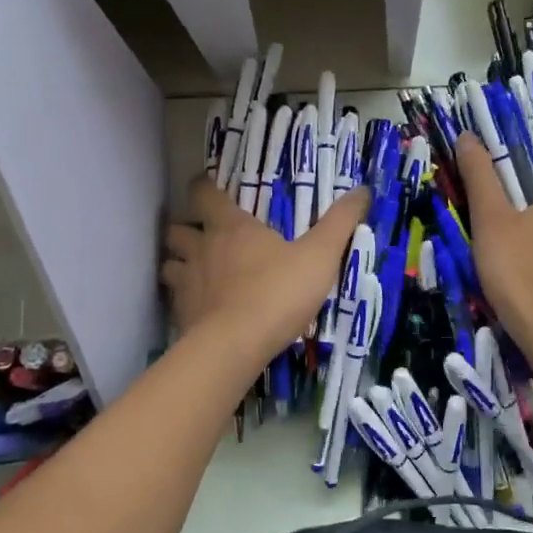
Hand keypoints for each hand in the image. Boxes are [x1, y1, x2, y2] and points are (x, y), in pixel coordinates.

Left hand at [160, 178, 370, 364]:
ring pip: (169, 263)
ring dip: (179, 263)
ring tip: (197, 271)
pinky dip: (182, 298)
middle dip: (186, 229)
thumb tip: (363, 190)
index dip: (203, 187)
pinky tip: (200, 308)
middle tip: (203, 236)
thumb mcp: (320, 255)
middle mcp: (202, 249)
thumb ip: (340, 222)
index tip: (210, 188)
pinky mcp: (181, 316)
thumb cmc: (278, 292)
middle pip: (176, 229)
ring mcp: (186, 283)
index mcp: (231, 227)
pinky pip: (174, 299)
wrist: (237, 346)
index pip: (203, 193)